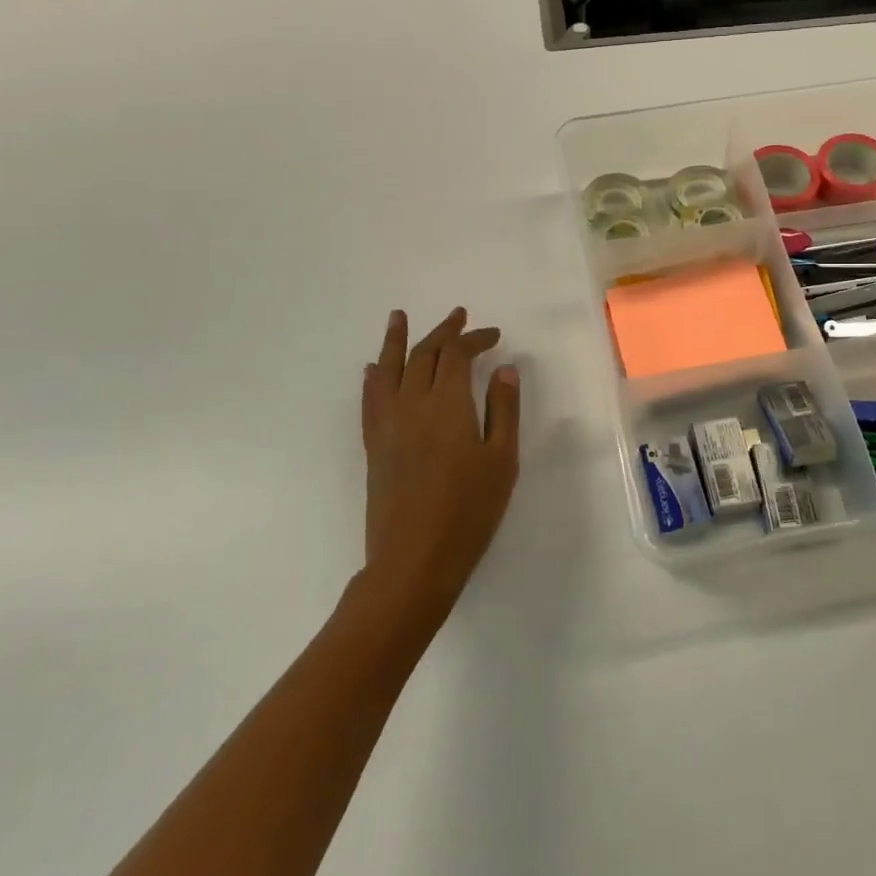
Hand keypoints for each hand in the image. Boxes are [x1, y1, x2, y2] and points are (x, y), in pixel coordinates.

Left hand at [359, 308, 520, 630]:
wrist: (413, 560)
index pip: (456, 355)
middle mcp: (412, 404)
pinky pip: (370, 399)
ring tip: (398, 316)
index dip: (474, 338)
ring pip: (389, 369)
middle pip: (423, 354)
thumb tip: (504, 369)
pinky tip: (373, 369)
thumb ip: (503, 410)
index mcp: (447, 404)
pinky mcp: (374, 445)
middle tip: (458, 316)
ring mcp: (387, 424)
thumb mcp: (501, 461)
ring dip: (396, 340)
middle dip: (442, 332)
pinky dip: (374, 377)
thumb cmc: (468, 511)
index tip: (493, 335)